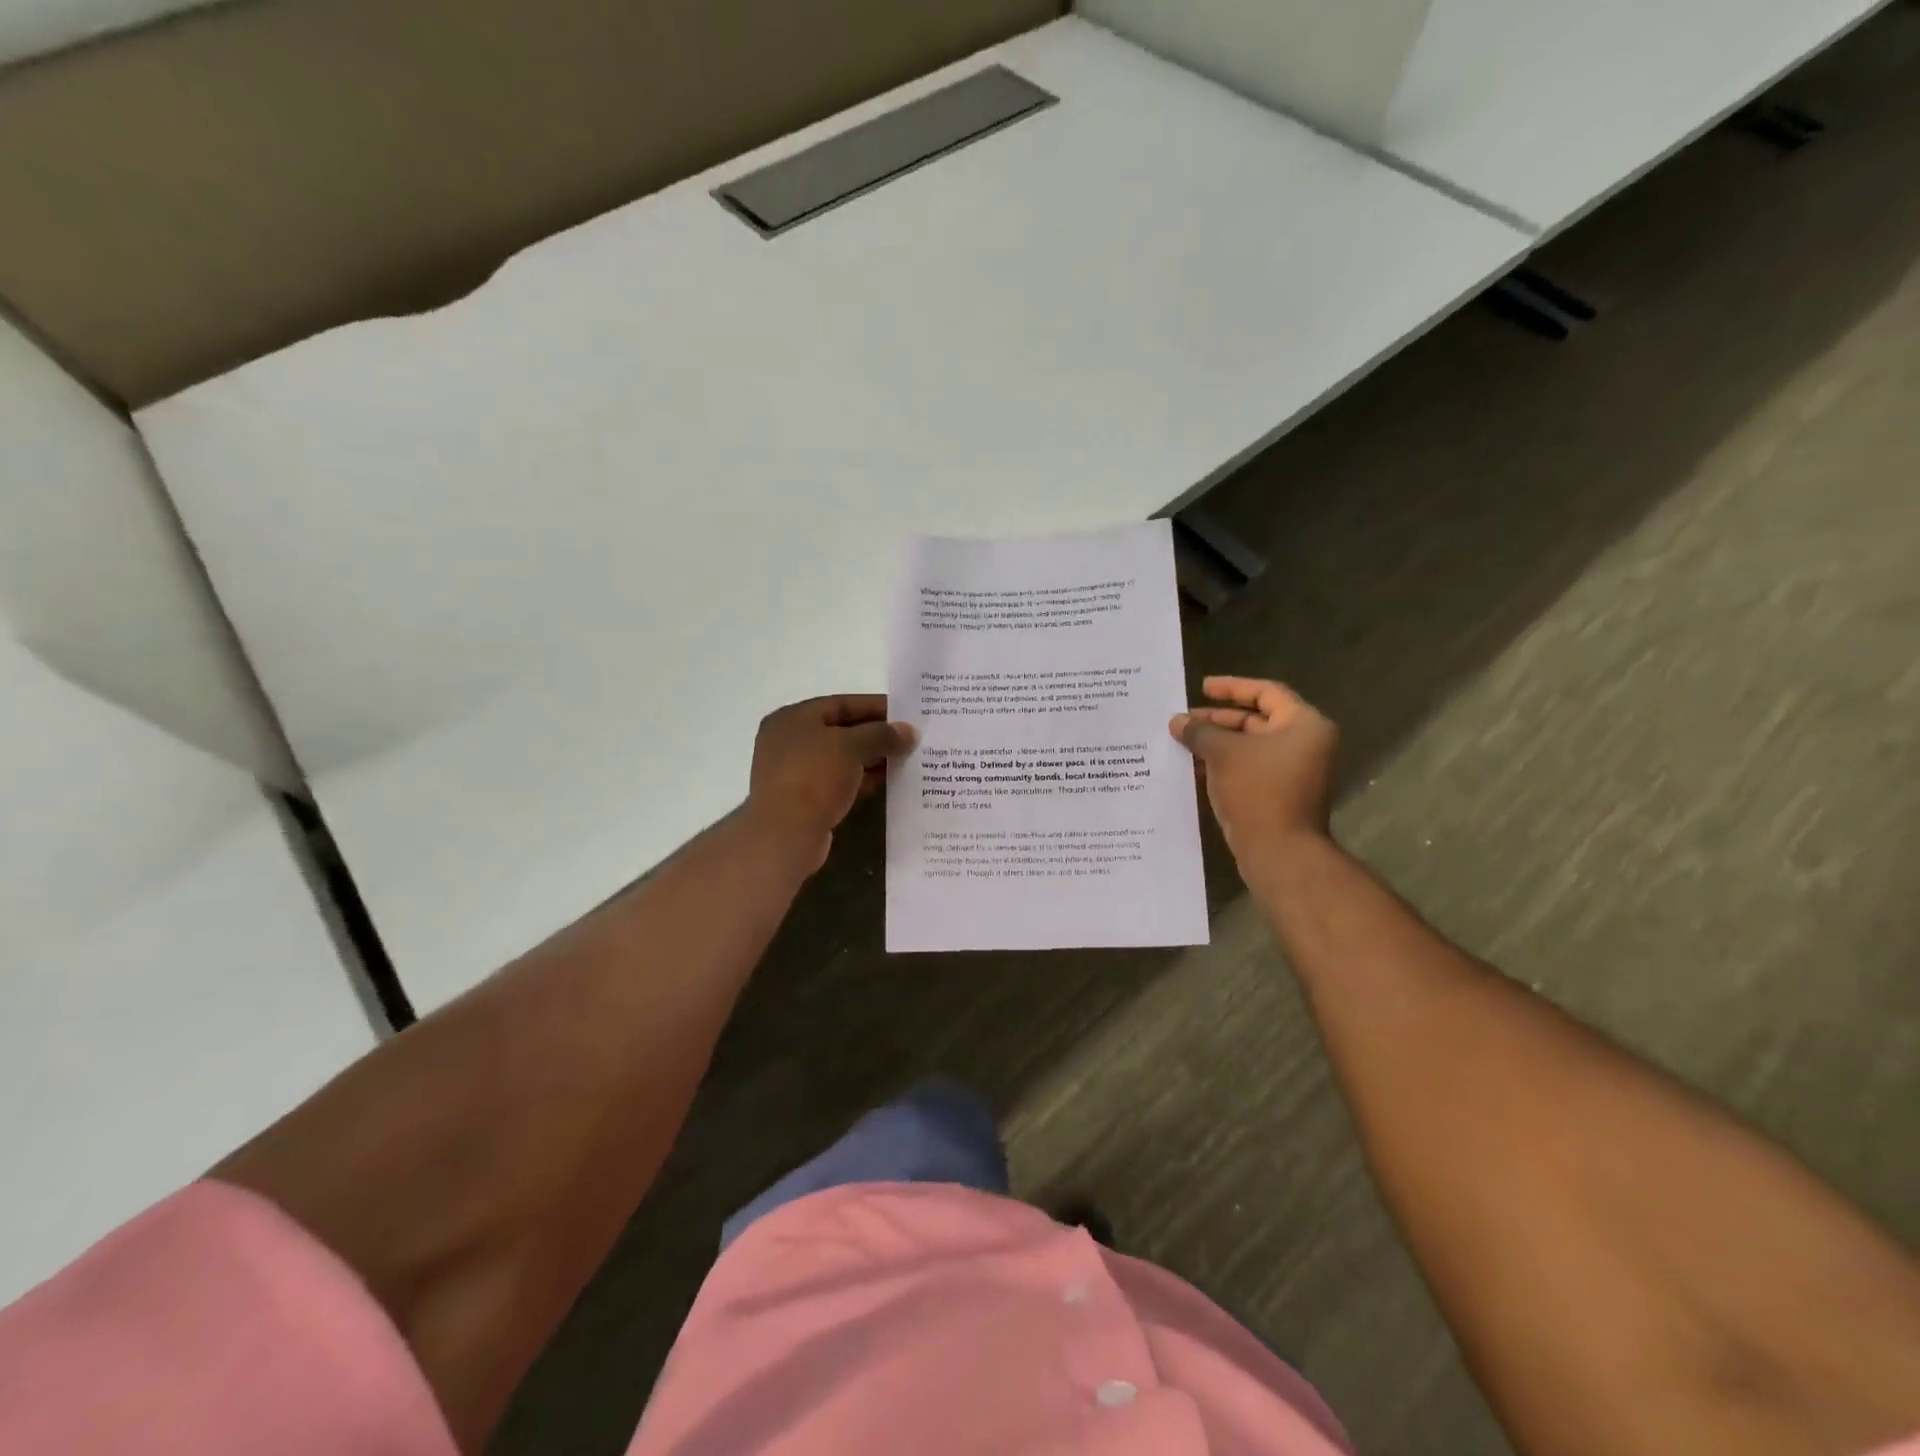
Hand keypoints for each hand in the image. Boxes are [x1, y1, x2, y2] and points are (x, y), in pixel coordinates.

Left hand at [747, 695, 916, 870]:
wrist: (785, 834)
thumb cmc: (814, 777)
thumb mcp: (852, 747)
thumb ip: (882, 734)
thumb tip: (909, 732)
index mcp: (793, 718)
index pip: (841, 704)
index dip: (875, 706)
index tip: (906, 714)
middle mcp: (788, 741)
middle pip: (840, 731)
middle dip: (876, 734)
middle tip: (909, 739)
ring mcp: (793, 772)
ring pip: (840, 758)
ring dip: (871, 758)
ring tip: (904, 760)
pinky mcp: (802, 799)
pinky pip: (837, 781)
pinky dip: (860, 779)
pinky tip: (886, 781)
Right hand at [1170, 676, 1339, 867]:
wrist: (1279, 851)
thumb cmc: (1257, 790)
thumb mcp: (1223, 753)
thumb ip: (1200, 732)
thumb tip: (1177, 721)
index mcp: (1303, 725)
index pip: (1266, 692)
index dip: (1232, 687)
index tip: (1201, 687)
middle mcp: (1304, 744)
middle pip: (1256, 720)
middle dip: (1217, 719)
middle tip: (1183, 720)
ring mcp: (1293, 772)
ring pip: (1249, 747)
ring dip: (1216, 743)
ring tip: (1181, 742)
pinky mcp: (1279, 795)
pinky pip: (1248, 769)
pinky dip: (1223, 765)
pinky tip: (1192, 767)